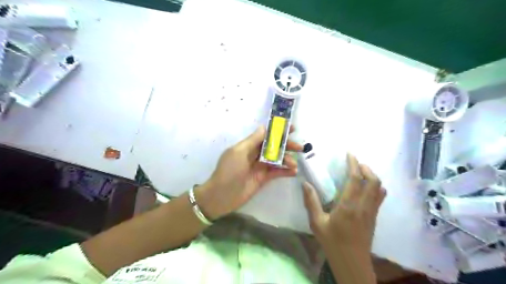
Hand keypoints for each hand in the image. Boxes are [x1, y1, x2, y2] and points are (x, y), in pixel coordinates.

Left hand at [196, 125, 301, 219]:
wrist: (222, 196)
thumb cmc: (228, 171)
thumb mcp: (239, 152)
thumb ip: (253, 140)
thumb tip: (264, 127)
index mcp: (248, 146)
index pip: (266, 135)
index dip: (278, 131)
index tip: (292, 128)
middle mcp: (255, 154)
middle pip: (274, 147)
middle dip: (287, 146)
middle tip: (300, 147)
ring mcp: (260, 167)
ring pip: (277, 159)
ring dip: (287, 160)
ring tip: (294, 165)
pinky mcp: (263, 179)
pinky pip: (277, 172)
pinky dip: (286, 171)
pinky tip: (294, 172)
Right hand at [302, 154, 385, 256]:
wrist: (352, 262)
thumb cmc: (332, 242)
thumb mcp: (317, 223)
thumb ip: (311, 201)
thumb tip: (305, 183)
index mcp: (348, 205)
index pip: (356, 179)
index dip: (354, 164)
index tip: (349, 154)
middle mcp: (363, 206)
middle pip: (373, 181)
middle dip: (366, 168)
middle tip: (355, 164)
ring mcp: (372, 211)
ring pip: (379, 188)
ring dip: (372, 176)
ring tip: (360, 173)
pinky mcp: (374, 216)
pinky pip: (379, 197)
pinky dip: (375, 186)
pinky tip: (365, 188)